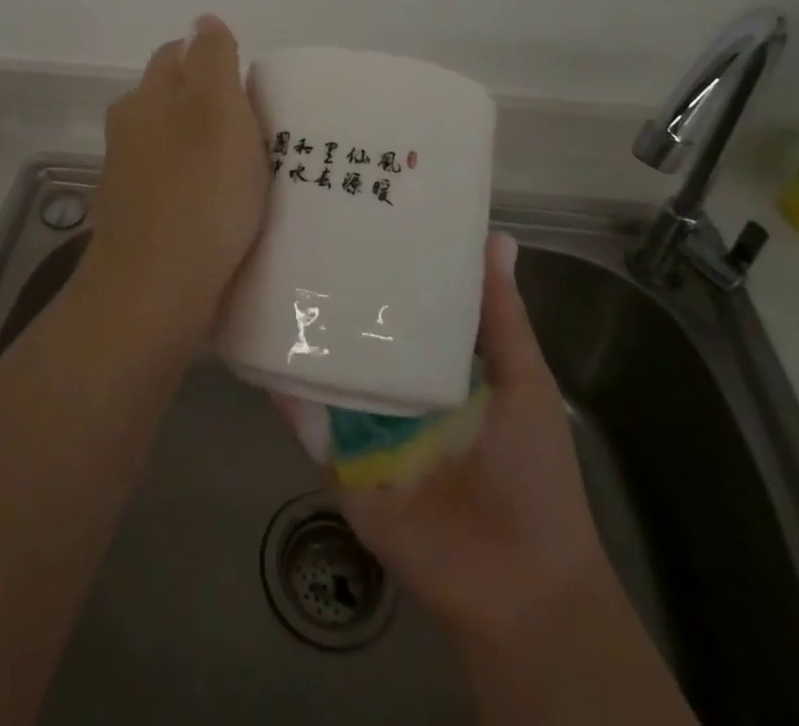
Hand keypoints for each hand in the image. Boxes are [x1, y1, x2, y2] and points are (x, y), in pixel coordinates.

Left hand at [87, 15, 268, 333]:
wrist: (154, 294)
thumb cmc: (199, 192)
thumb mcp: (218, 109)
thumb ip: (213, 58)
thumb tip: (203, 19)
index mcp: (145, 99)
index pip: (178, 55)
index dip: (214, 60)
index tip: (251, 86)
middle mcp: (128, 132)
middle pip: (172, 100)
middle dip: (209, 104)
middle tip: (260, 128)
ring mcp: (128, 180)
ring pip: (172, 145)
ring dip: (204, 149)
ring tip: (249, 172)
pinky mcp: (137, 222)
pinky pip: (173, 188)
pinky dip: (196, 188)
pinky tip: (222, 210)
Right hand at [283, 233, 612, 647]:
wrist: (521, 586)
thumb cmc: (533, 473)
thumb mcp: (524, 381)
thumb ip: (503, 317)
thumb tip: (498, 237)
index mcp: (436, 367)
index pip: (401, 306)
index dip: (384, 266)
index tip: (360, 212)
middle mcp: (394, 389)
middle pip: (357, 335)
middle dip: (332, 294)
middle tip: (300, 234)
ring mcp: (364, 427)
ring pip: (326, 373)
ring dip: (301, 337)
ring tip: (266, 277)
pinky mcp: (341, 464)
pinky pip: (308, 425)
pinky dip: (288, 394)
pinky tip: (265, 352)